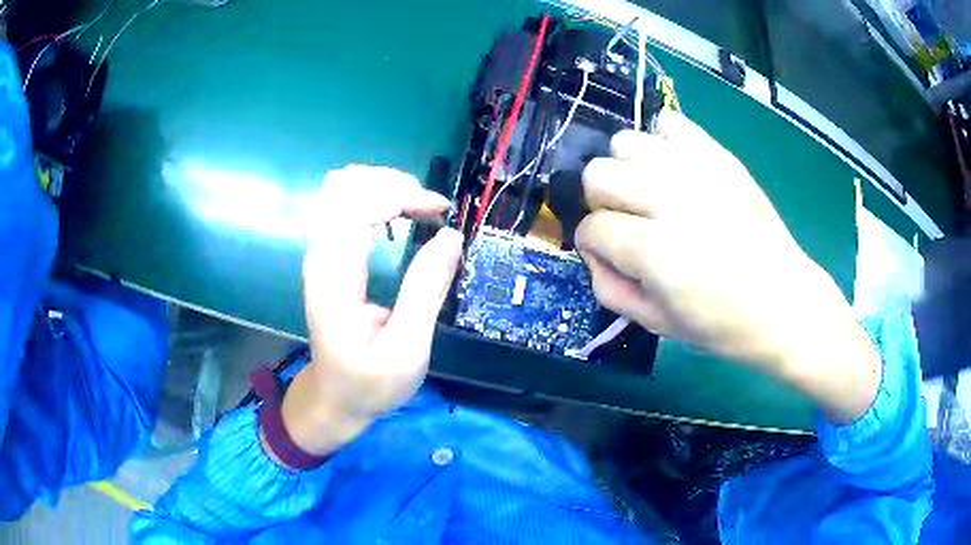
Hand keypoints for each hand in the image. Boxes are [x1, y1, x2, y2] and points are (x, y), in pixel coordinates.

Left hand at [276, 166, 462, 459]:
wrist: (333, 398)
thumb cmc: (370, 383)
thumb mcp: (407, 351)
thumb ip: (425, 291)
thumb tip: (451, 235)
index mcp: (335, 278)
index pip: (357, 206)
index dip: (402, 195)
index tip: (441, 212)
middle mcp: (320, 255)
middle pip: (345, 184)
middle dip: (394, 183)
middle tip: (431, 209)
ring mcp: (320, 252)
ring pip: (341, 187)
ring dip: (384, 186)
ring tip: (419, 208)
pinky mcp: (326, 255)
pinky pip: (344, 203)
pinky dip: (375, 197)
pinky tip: (399, 215)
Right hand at [576, 111, 879, 422]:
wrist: (786, 304)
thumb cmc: (723, 325)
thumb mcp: (657, 324)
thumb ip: (610, 289)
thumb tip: (592, 252)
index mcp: (654, 251)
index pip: (591, 228)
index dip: (594, 247)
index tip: (613, 258)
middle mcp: (670, 200)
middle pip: (599, 174)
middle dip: (603, 203)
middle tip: (630, 224)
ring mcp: (697, 171)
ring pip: (626, 142)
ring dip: (628, 169)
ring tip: (650, 194)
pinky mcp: (720, 157)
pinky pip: (672, 123)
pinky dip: (663, 141)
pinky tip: (675, 170)